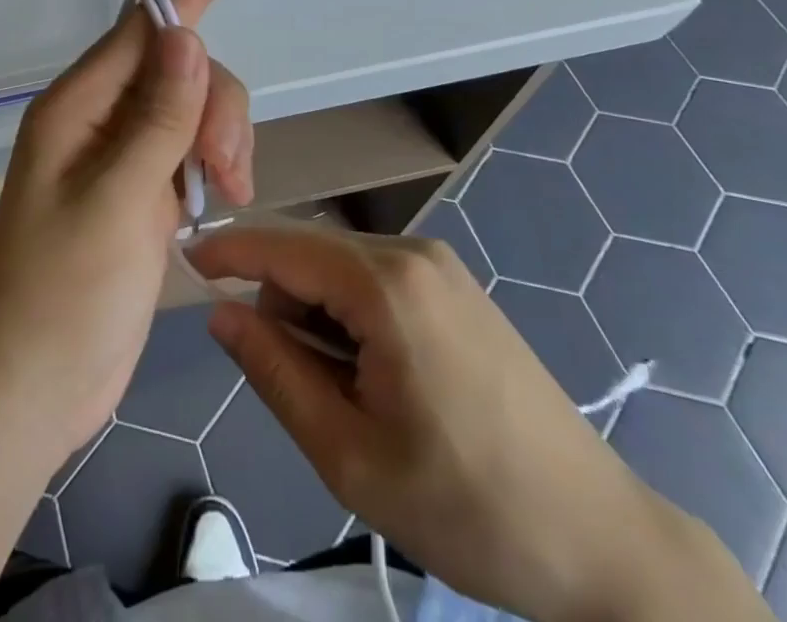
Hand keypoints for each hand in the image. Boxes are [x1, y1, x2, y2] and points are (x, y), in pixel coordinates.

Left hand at [0, 0, 253, 469]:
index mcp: (77, 105)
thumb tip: (186, 35)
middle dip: (216, 102)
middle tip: (229, 168)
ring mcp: (119, 153)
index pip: (141, 26)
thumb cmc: (63, 296)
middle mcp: (97, 116)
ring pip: (190, 105)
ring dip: (221, 135)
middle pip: (178, 67)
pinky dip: (213, 160)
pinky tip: (219, 198)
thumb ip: (157, 118)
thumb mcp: (117, 201)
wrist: (33, 387)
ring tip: (228, 192)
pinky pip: (187, 145)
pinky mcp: (138, 187)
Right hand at [192, 225, 749, 621]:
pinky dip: (350, 315)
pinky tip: (372, 376)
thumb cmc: (468, 506)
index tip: (185, 260)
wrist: (601, 541)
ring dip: (317, 314)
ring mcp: (441, 266)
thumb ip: (274, 372)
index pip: (283, 245)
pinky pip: (376, 280)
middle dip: (279, 301)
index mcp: (386, 284)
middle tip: (286, 381)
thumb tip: (221, 314)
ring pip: (342, 268)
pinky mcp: (457, 287)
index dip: (229, 251)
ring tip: (340, 393)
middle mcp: (413, 253)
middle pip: (312, 255)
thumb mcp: (350, 453)